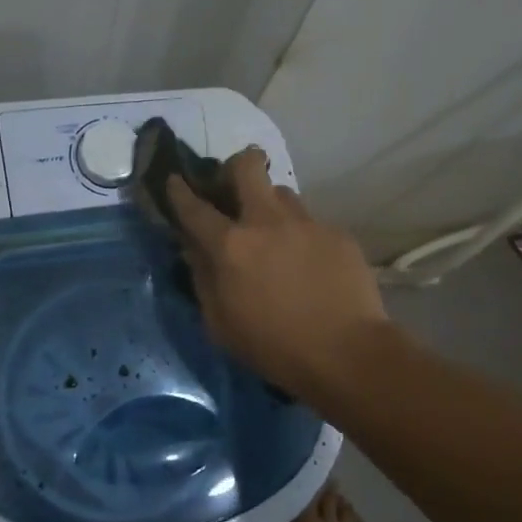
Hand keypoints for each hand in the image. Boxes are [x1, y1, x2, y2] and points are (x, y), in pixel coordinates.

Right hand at [167, 147, 387, 400]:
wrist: (347, 355)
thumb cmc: (274, 348)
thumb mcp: (220, 324)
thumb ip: (203, 279)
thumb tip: (194, 250)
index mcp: (231, 245)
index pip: (195, 207)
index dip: (179, 191)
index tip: (174, 180)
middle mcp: (267, 221)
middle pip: (246, 166)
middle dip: (235, 166)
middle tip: (234, 187)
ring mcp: (306, 223)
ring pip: (282, 192)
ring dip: (271, 206)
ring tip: (276, 235)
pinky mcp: (337, 234)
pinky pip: (311, 223)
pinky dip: (302, 237)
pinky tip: (310, 265)